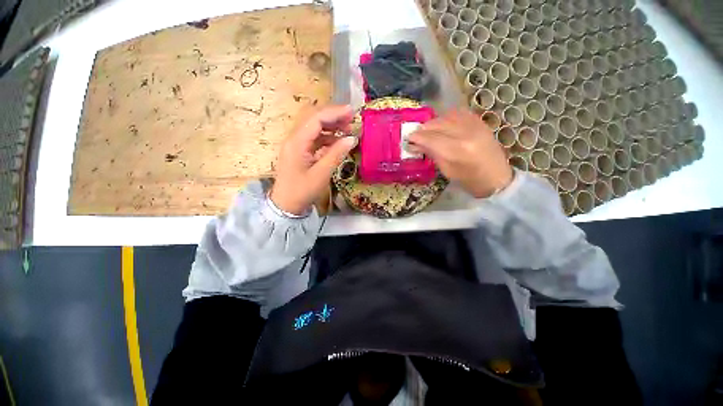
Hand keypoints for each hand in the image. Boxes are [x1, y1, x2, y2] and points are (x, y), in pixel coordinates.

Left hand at [270, 105, 356, 214]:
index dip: (334, 113)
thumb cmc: (302, 191)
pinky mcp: (300, 152)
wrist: (286, 206)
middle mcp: (295, 139)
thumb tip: (352, 138)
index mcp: (297, 142)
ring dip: (331, 127)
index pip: (316, 119)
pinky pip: (314, 140)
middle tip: (351, 119)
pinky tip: (337, 142)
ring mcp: (296, 145)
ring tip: (347, 130)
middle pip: (313, 120)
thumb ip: (336, 154)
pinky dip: (327, 138)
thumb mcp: (321, 174)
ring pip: (314, 129)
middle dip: (333, 117)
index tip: (352, 112)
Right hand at [408, 109, 512, 197]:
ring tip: (428, 130)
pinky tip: (443, 124)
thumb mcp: (447, 171)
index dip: (417, 137)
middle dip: (423, 129)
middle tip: (415, 135)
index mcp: (457, 150)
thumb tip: (416, 144)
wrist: (497, 178)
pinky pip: (458, 113)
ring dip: (434, 122)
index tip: (408, 138)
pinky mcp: (480, 122)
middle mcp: (466, 133)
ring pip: (446, 116)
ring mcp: (475, 125)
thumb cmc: (470, 180)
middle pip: (437, 124)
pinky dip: (447, 117)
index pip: (430, 138)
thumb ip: (432, 154)